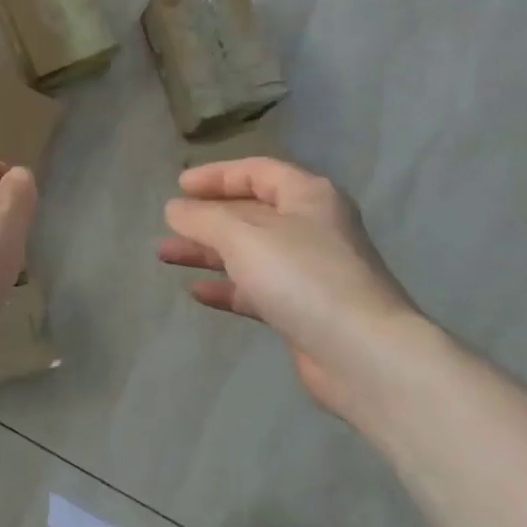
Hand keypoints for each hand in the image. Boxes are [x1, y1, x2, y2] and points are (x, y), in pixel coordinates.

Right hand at [161, 157, 433, 425]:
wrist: (363, 355)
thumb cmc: (302, 277)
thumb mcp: (243, 237)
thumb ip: (203, 218)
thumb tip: (175, 209)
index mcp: (307, 196)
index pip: (257, 171)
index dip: (216, 175)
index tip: (179, 186)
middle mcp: (311, 228)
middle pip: (250, 212)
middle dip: (205, 218)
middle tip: (167, 224)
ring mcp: (309, 271)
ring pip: (248, 252)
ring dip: (207, 251)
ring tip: (164, 254)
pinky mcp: (303, 310)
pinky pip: (256, 289)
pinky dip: (226, 287)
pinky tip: (195, 291)